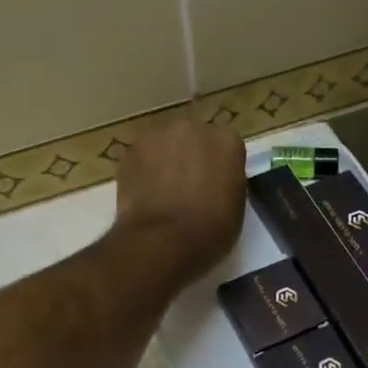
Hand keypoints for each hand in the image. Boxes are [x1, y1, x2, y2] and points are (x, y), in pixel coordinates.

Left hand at [114, 118, 245, 282]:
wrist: (164, 241)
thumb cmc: (211, 230)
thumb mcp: (235, 205)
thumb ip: (226, 179)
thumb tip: (213, 179)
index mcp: (227, 140)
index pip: (224, 145)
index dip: (217, 165)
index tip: (213, 183)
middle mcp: (194, 127)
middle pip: (192, 136)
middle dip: (189, 154)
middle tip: (186, 184)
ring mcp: (158, 135)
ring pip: (163, 143)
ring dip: (164, 159)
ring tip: (161, 189)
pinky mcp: (131, 150)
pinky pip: (141, 157)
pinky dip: (142, 170)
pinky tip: (143, 194)